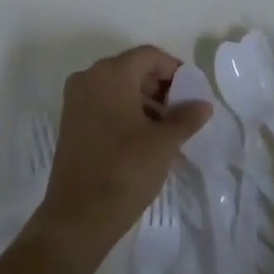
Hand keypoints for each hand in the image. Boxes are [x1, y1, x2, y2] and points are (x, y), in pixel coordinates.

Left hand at [38, 46, 210, 252]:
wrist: (78, 217)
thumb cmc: (125, 170)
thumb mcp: (164, 143)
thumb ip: (186, 117)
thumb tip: (202, 104)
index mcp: (111, 74)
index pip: (150, 56)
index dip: (175, 70)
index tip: (193, 93)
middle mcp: (88, 78)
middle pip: (132, 69)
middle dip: (160, 87)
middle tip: (182, 112)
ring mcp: (75, 101)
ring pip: (118, 88)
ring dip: (144, 101)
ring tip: (166, 129)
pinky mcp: (70, 123)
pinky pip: (103, 104)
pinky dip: (125, 112)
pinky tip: (143, 138)